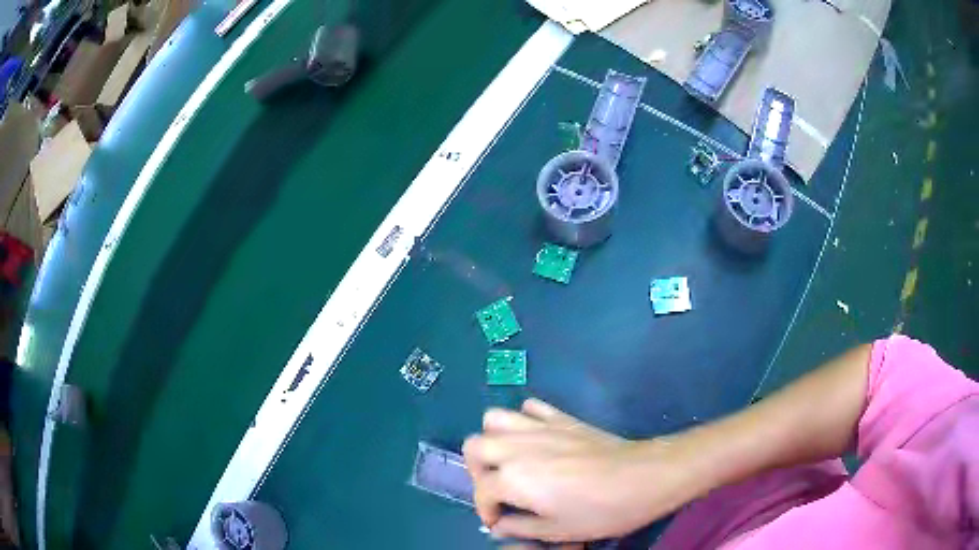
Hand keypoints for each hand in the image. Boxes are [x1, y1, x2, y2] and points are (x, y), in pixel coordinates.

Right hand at [463, 399, 687, 542]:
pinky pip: (531, 407)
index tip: (499, 521)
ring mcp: (539, 428)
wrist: (643, 478)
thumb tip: (499, 526)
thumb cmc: (600, 511)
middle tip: (496, 489)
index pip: (481, 492)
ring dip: (493, 440)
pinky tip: (535, 439)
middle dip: (477, 471)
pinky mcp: (561, 417)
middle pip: (475, 446)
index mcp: (513, 478)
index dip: (486, 511)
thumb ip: (519, 527)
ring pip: (495, 419)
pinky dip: (524, 420)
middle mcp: (517, 447)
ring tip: (508, 461)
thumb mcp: (556, 531)